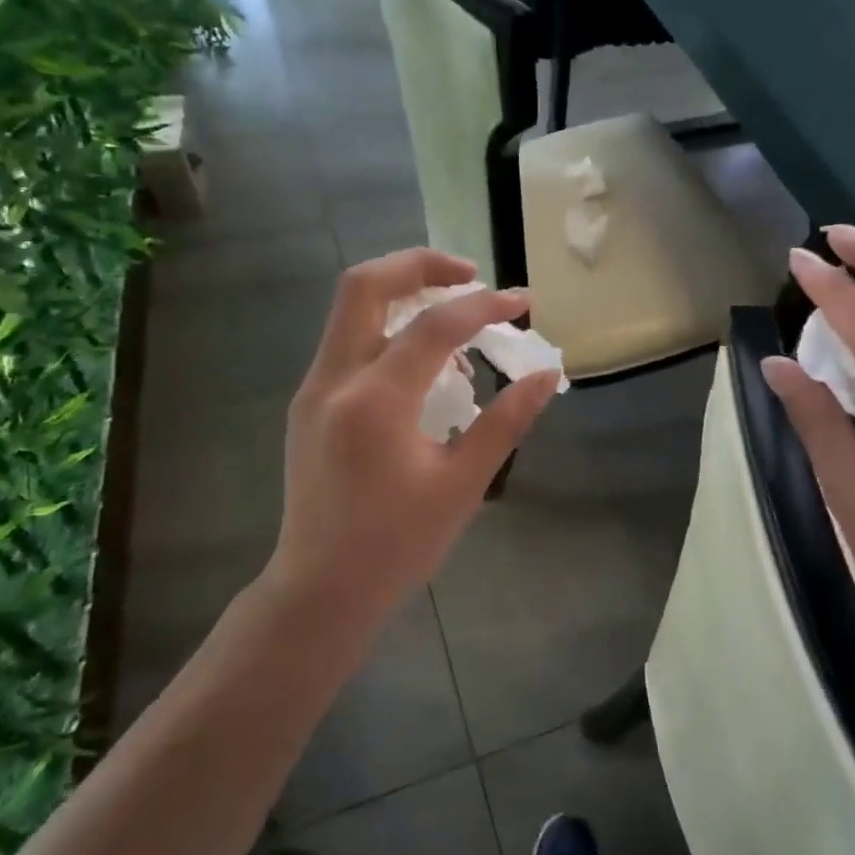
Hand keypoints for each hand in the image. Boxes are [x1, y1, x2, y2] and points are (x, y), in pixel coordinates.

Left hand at [268, 248, 560, 613]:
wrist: (321, 590)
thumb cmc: (397, 546)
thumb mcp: (462, 485)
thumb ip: (505, 422)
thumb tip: (546, 375)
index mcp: (375, 402)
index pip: (433, 326)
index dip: (484, 306)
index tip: (523, 302)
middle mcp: (334, 381)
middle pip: (365, 285)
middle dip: (420, 264)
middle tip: (470, 275)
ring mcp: (313, 390)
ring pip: (350, 309)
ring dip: (402, 294)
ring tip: (456, 319)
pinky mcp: (309, 404)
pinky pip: (348, 342)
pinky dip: (387, 330)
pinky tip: (425, 365)